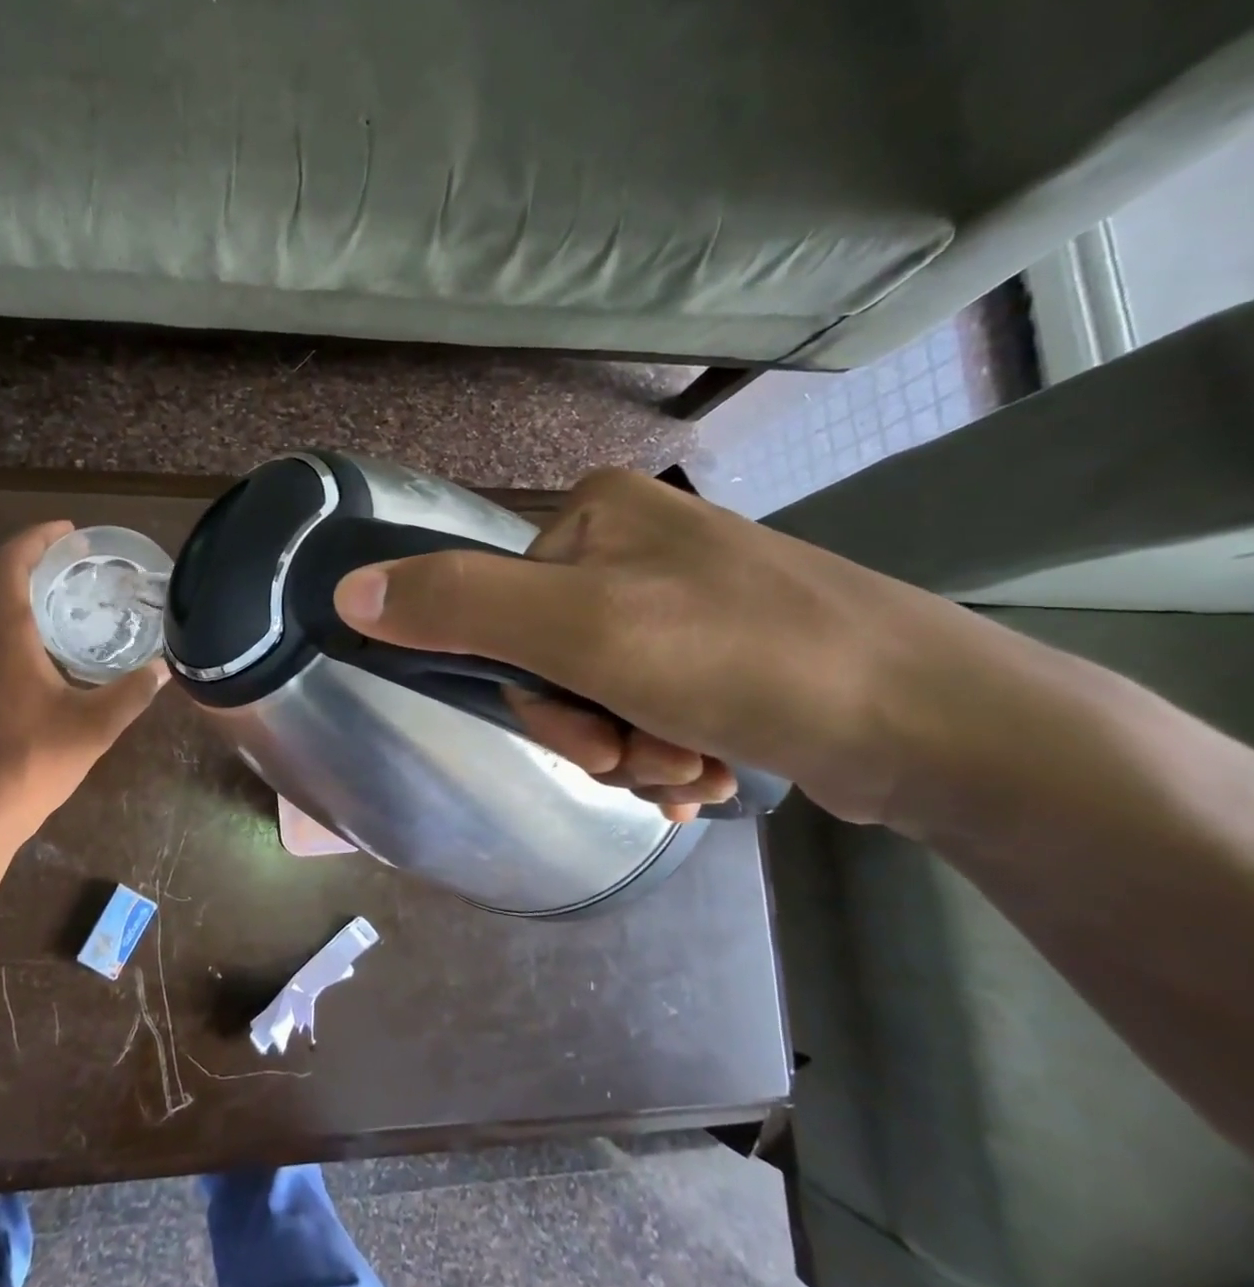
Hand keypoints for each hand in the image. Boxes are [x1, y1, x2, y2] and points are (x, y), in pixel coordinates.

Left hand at [0, 521, 168, 850]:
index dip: (37, 539)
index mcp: (1, 633)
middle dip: (31, 559)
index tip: (71, 533)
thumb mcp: (95, 725)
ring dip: (16, 589)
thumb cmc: (31, 760)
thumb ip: (132, 691)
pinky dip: (6, 618)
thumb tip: (166, 667)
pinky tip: (36, 643)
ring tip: (59, 593)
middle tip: (74, 560)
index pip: (10, 563)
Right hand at [332, 468, 979, 825]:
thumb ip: (458, 605)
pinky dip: (664, 752)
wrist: (941, 725)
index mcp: (592, 514)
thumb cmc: (747, 659)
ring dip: (630, 750)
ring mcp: (676, 596)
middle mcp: (630, 543)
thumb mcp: (583, 630)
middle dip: (590, 729)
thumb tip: (346, 591)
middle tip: (647, 757)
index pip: (497, 610)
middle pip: (548, 656)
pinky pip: (645, 706)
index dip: (528, 691)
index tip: (587, 735)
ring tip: (692, 769)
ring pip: (596, 693)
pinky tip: (708, 773)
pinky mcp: (716, 650)